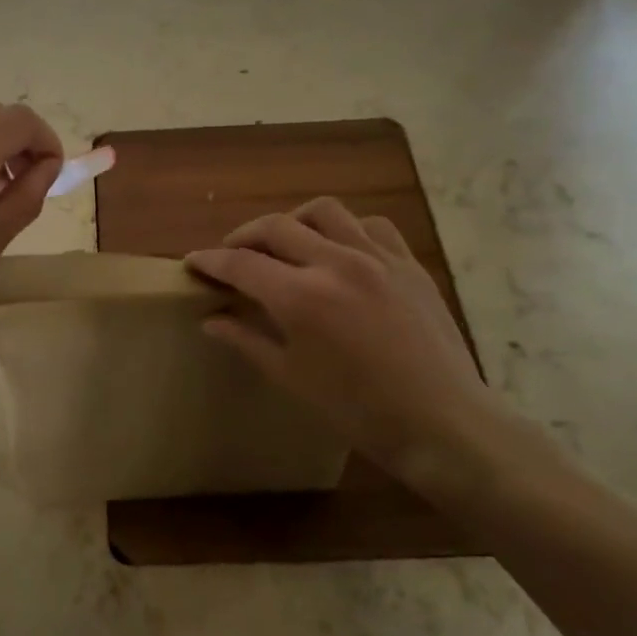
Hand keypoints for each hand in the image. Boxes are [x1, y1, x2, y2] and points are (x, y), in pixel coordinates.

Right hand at [185, 198, 510, 487]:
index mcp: (302, 297)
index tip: (193, 262)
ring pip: (323, 211)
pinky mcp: (408, 263)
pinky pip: (370, 225)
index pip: (241, 264)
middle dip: (243, 236)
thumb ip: (247, 340)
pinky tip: (340, 249)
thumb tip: (210, 320)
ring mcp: (377, 258)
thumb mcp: (292, 378)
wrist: (443, 424)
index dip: (211, 261)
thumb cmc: (359, 411)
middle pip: (275, 227)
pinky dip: (345, 228)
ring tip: (285, 242)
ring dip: (293, 221)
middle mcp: (335, 263)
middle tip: (231, 254)